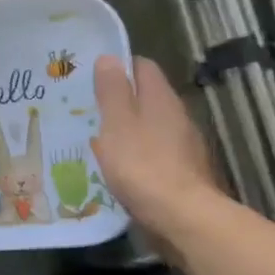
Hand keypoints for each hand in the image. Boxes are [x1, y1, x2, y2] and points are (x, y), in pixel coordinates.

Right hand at [91, 55, 224, 246]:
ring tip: (99, 139)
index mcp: (160, 98)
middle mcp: (177, 114)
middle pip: (147, 96)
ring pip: (151, 125)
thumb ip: (112, 91)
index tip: (91, 77)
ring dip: (129, 128)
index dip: (118, 67)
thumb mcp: (117, 124)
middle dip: (121, 100)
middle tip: (88, 110)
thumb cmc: (143, 165)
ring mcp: (185, 144)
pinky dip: (138, 153)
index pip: (142, 66)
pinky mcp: (185, 170)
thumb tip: (109, 57)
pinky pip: (156, 151)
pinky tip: (122, 168)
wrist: (183, 216)